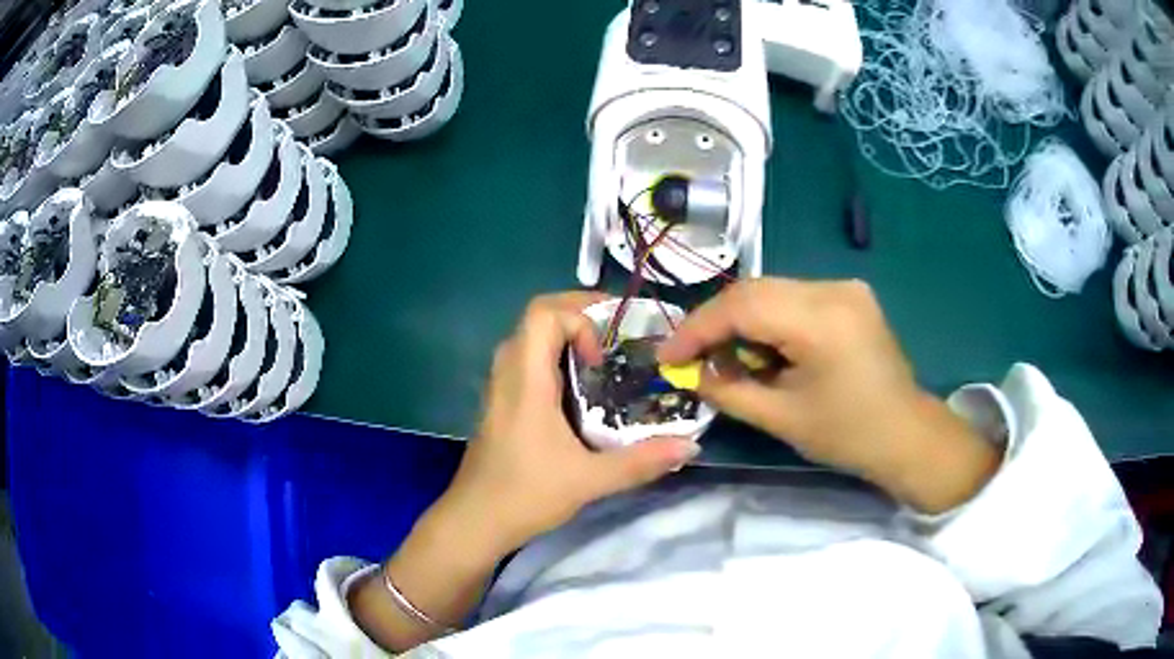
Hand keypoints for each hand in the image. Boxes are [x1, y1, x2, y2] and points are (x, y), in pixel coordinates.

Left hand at [442, 292, 699, 553]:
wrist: (474, 521)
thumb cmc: (525, 495)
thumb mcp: (589, 480)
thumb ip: (641, 461)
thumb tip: (691, 445)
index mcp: (525, 380)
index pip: (543, 313)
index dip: (579, 318)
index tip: (604, 355)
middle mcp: (508, 373)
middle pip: (537, 317)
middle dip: (579, 316)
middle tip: (617, 338)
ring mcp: (500, 388)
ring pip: (530, 339)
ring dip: (566, 338)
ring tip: (604, 361)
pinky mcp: (500, 404)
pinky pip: (526, 361)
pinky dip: (554, 359)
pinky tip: (579, 393)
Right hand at [658, 278, 998, 512]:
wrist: (907, 435)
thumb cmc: (849, 436)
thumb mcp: (781, 419)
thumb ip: (729, 391)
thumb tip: (693, 373)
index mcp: (821, 320)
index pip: (742, 306)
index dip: (697, 328)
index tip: (668, 355)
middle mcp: (833, 289)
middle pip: (754, 290)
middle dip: (716, 323)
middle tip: (691, 357)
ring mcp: (845, 287)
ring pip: (771, 291)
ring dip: (741, 321)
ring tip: (726, 357)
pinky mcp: (849, 295)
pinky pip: (793, 298)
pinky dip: (768, 320)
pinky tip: (763, 349)